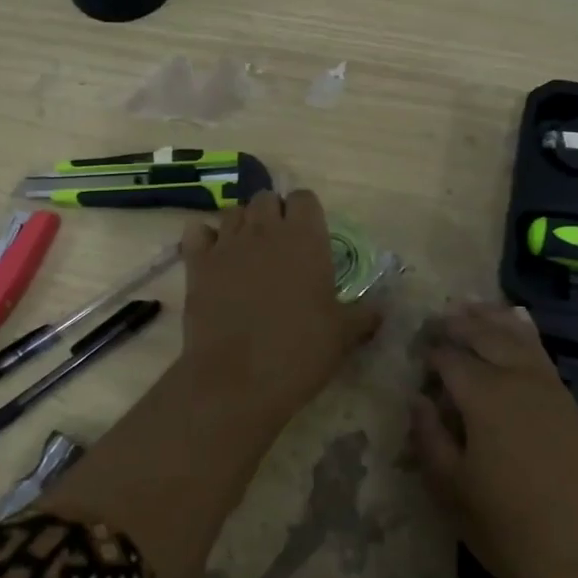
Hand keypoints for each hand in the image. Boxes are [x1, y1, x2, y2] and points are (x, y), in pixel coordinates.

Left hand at [178, 189, 382, 425]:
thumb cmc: (300, 352)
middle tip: (280, 247)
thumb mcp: (343, 335)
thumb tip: (380, 310)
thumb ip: (364, 315)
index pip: (305, 198)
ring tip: (248, 253)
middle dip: (273, 214)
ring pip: (233, 212)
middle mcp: (265, 230)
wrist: (237, 379)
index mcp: (305, 238)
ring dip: (242, 225)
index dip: (306, 213)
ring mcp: (227, 244)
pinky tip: (214, 258)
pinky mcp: (197, 264)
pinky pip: (197, 232)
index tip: (310, 237)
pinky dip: (205, 238)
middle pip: (266, 199)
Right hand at [410, 302, 577, 577]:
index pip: (447, 357)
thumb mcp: (455, 493)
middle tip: (433, 321)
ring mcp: (548, 386)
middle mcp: (516, 378)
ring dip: (488, 318)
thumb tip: (417, 399)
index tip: (412, 354)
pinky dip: (522, 329)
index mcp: (483, 396)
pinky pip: (539, 349)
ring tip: (467, 307)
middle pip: (482, 334)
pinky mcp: (568, 400)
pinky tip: (517, 322)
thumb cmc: (515, 530)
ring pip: (514, 334)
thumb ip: (430, 440)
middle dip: (456, 324)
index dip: (427, 352)